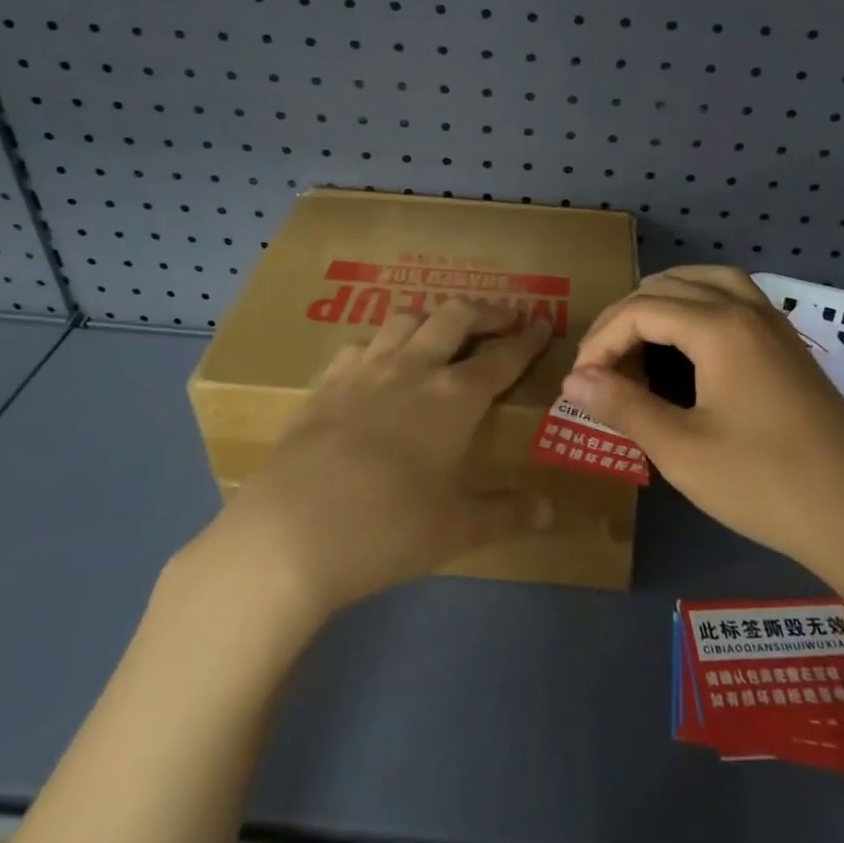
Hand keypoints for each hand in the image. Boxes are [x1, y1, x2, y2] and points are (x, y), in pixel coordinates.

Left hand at [202, 299, 555, 618]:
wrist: (292, 531)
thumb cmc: (388, 529)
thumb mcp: (456, 529)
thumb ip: (506, 514)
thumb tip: (550, 510)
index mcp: (455, 397)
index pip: (503, 356)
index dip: (527, 339)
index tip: (543, 324)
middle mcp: (414, 368)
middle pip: (456, 316)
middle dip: (486, 311)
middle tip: (502, 317)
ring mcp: (366, 369)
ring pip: (406, 318)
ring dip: (433, 317)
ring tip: (442, 330)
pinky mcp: (327, 382)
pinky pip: (360, 344)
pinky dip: (381, 343)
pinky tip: (378, 361)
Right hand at [559, 267, 843, 575]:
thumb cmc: (765, 483)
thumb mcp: (681, 449)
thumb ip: (623, 406)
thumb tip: (573, 381)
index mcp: (719, 326)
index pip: (640, 310)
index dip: (600, 341)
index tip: (579, 382)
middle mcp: (747, 309)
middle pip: (670, 286)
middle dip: (626, 316)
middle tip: (601, 362)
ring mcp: (775, 324)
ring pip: (709, 280)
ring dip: (666, 297)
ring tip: (638, 334)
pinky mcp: (791, 345)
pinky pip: (736, 298)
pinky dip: (701, 303)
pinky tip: (692, 341)